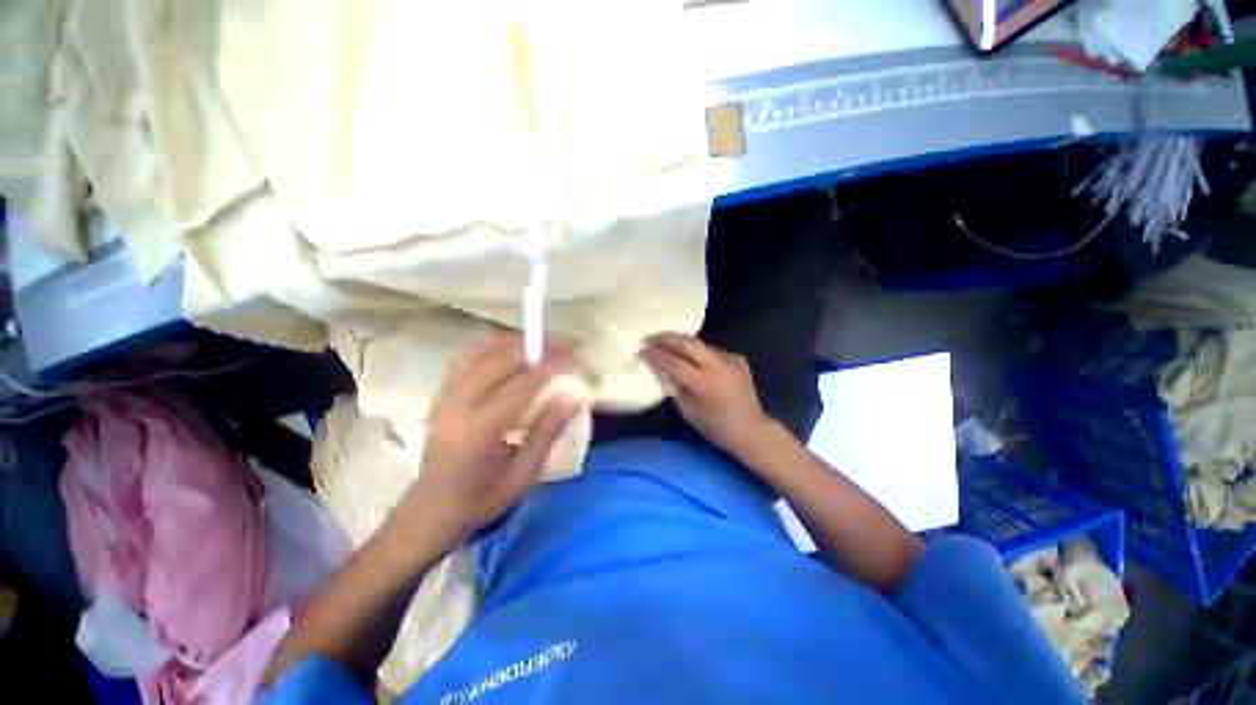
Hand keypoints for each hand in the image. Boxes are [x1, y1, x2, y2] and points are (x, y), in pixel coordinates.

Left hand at [396, 335, 577, 547]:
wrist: (431, 509)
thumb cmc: (482, 497)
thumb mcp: (525, 474)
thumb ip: (548, 432)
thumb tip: (571, 397)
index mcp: (479, 432)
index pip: (520, 386)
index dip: (549, 367)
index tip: (573, 357)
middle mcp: (457, 407)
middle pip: (498, 360)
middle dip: (535, 348)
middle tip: (562, 345)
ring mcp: (444, 397)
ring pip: (480, 353)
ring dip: (514, 343)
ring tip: (541, 345)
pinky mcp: (440, 394)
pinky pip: (467, 358)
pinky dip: (491, 347)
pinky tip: (510, 350)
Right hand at [640, 333, 770, 455]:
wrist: (751, 430)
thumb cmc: (715, 427)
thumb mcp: (687, 410)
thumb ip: (672, 386)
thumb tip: (657, 368)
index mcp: (703, 382)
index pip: (672, 361)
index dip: (654, 354)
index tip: (641, 350)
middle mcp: (717, 364)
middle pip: (686, 342)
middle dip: (665, 337)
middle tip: (650, 338)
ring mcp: (729, 358)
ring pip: (699, 344)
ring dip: (681, 343)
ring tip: (665, 345)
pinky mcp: (737, 358)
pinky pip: (711, 351)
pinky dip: (697, 352)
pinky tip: (690, 358)